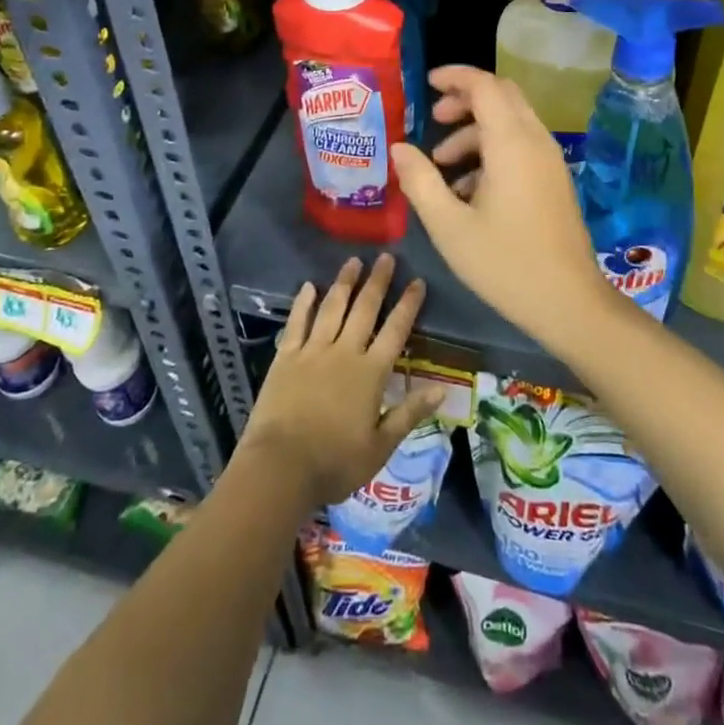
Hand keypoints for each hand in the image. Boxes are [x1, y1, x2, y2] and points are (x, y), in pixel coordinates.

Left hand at [240, 254, 439, 507]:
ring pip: (332, 308)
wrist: (280, 467)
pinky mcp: (286, 357)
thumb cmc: (335, 463)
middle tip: (386, 257)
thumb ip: (410, 413)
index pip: (395, 330)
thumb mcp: (380, 446)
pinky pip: (297, 323)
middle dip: (377, 281)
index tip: (417, 281)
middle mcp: (344, 352)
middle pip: (364, 309)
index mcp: (371, 373)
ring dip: (344, 283)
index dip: (408, 305)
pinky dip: (304, 303)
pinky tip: (309, 286)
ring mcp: (313, 351)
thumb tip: (442, 389)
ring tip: (353, 261)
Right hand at [390, 66, 613, 345]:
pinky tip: (468, 189)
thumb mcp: (450, 226)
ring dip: (475, 130)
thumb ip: (421, 181)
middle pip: (501, 96)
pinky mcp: (554, 179)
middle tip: (433, 119)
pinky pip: (521, 145)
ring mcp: (549, 160)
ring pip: (511, 121)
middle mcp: (535, 141)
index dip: (455, 76)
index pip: (485, 85)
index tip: (426, 84)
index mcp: (511, 143)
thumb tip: (399, 148)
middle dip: (465, 99)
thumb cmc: (505, 263)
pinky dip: (492, 150)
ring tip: (441, 165)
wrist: (569, 302)